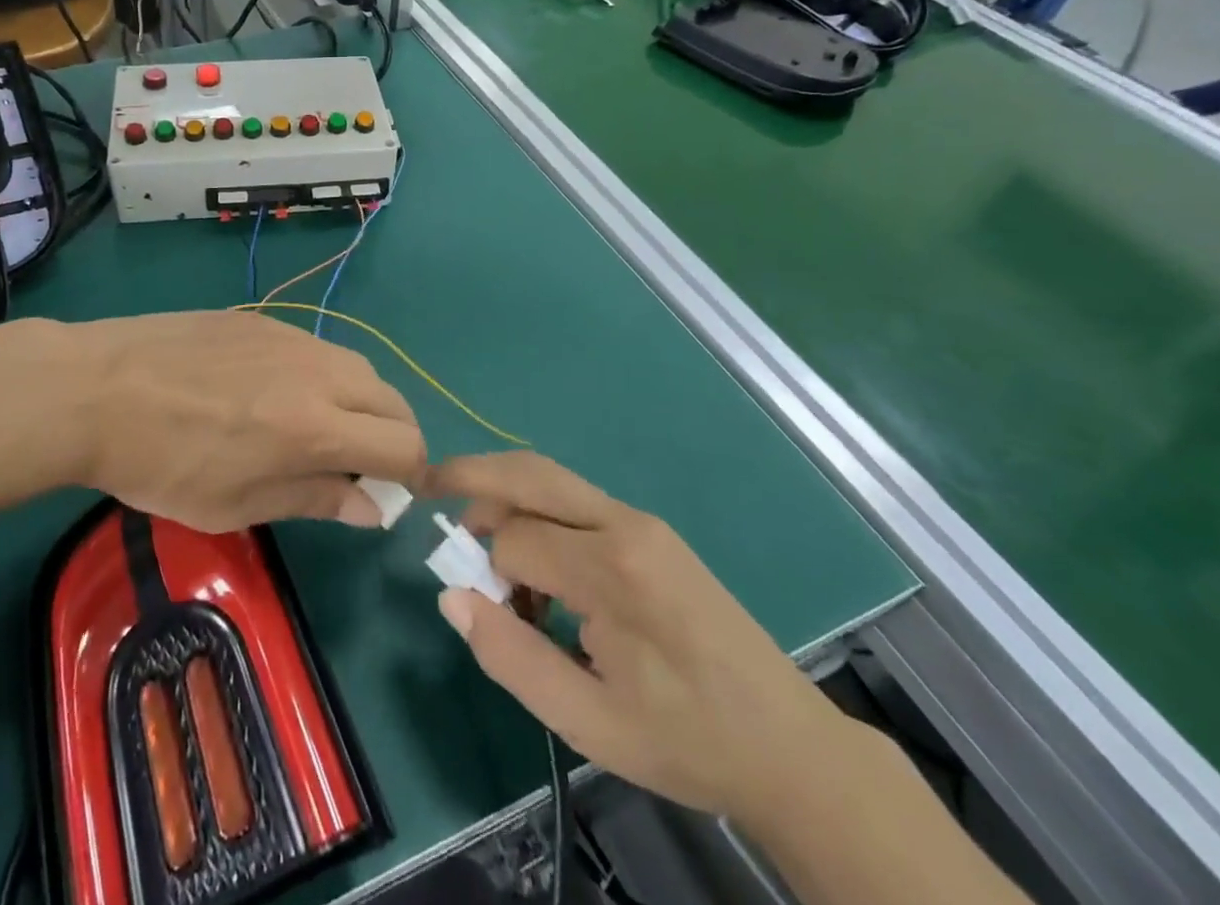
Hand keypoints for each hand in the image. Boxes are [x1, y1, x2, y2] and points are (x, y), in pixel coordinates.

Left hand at [30, 313, 425, 532]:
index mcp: (315, 426)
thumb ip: (313, 499)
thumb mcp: (235, 504)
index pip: (403, 445)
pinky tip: (279, 394)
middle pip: (392, 400)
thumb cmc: (161, 462)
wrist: (99, 388)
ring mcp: (290, 337)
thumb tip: (372, 508)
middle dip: (394, 437)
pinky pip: (318, 348)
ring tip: (320, 430)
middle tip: (361, 467)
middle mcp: (317, 372)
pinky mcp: (263, 320)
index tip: (389, 494)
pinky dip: (325, 377)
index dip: (410, 476)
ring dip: (361, 404)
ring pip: (358, 368)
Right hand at [427, 453, 851, 827]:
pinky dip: (537, 515)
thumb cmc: (686, 740)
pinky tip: (539, 569)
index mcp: (612, 569)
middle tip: (428, 490)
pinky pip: (575, 502)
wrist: (791, 746)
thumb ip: (511, 657)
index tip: (487, 610)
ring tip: (484, 548)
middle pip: (528, 472)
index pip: (514, 539)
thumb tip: (450, 597)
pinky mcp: (651, 530)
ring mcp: (641, 521)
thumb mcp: (588, 722)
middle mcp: (624, 524)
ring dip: (504, 497)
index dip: (486, 572)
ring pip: (549, 478)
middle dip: (471, 475)